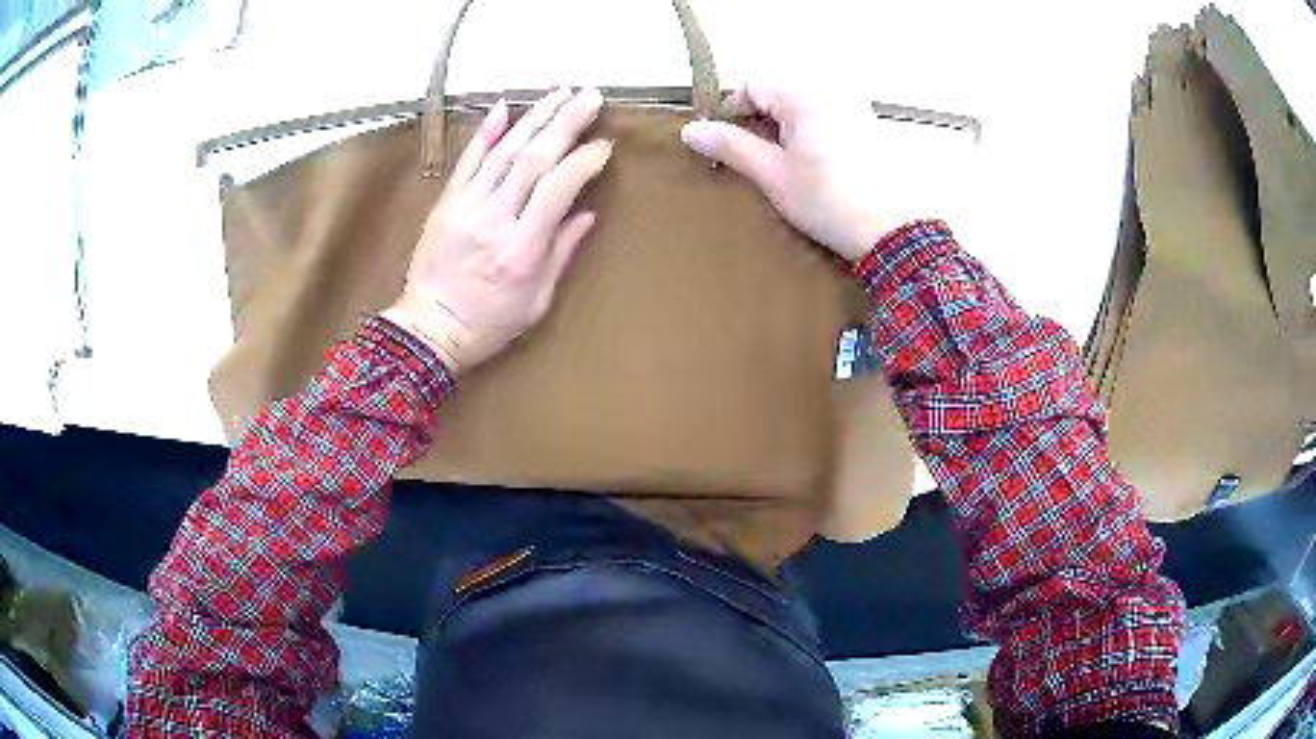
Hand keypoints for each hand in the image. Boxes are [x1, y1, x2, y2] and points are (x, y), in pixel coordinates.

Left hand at [384, 88, 611, 373]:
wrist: (428, 330)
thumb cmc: (488, 323)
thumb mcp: (537, 300)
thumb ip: (561, 252)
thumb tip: (587, 213)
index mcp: (522, 248)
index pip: (559, 188)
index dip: (584, 161)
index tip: (605, 145)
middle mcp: (495, 218)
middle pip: (535, 158)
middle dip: (566, 122)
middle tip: (591, 96)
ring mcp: (466, 206)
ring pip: (504, 151)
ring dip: (535, 117)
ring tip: (561, 93)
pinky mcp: (446, 203)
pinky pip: (467, 161)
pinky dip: (485, 132)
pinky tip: (504, 107)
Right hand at [680, 83, 908, 262]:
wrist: (897, 232)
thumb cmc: (830, 202)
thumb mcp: (774, 176)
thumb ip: (732, 147)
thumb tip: (691, 130)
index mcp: (803, 96)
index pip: (751, 85)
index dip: (730, 112)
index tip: (725, 146)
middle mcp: (831, 92)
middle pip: (778, 94)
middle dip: (759, 122)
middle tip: (755, 162)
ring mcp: (855, 108)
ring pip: (802, 108)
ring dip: (785, 131)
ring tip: (786, 170)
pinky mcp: (871, 128)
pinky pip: (828, 118)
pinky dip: (811, 135)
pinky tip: (817, 169)